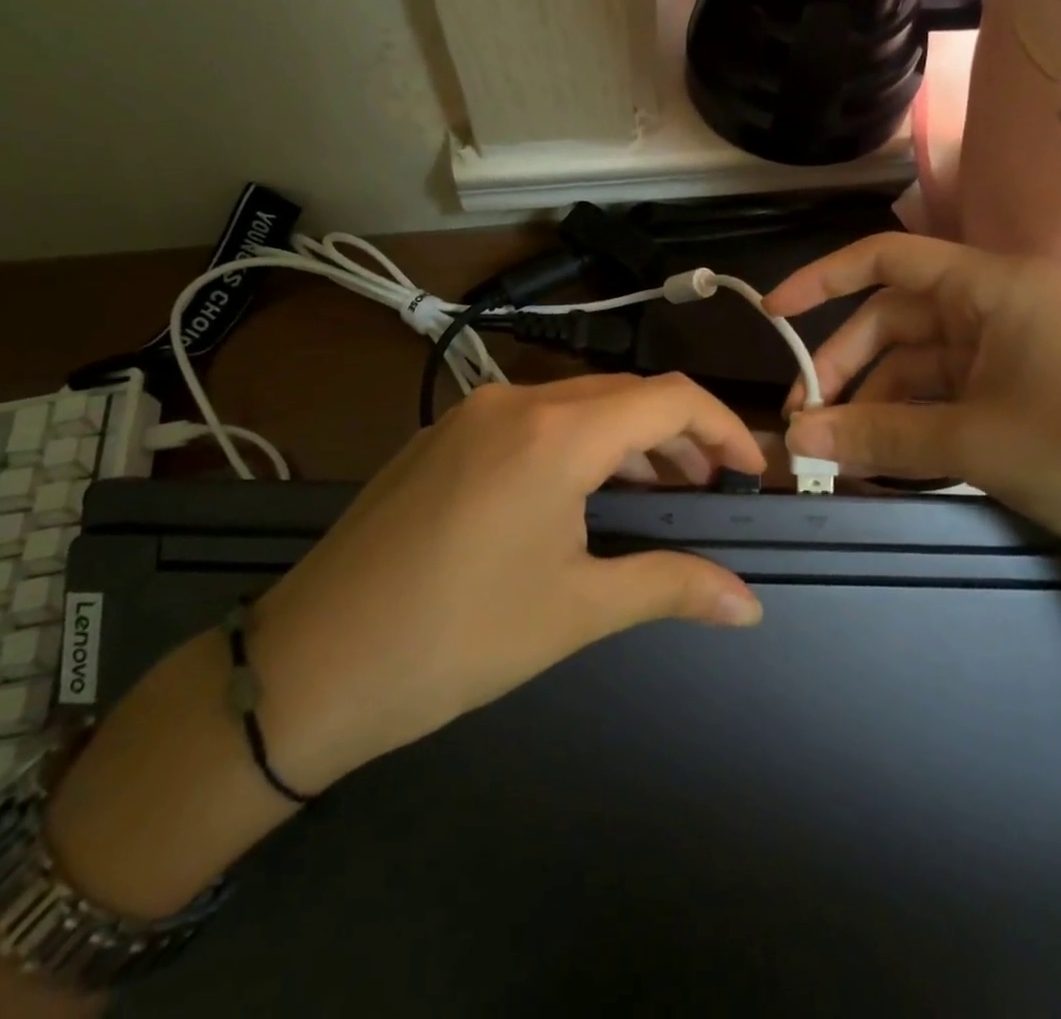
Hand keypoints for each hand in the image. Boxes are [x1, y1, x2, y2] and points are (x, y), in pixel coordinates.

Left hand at [249, 374, 766, 793]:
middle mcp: (515, 402)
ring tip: (657, 493)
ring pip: (577, 406)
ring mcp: (471, 415)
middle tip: (710, 489)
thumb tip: (747, 603)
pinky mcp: (442, 438)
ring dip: (627, 440)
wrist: (309, 665)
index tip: (751, 472)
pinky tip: (581, 495)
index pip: (670, 398)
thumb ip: (671, 587)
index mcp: (556, 433)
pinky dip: (577, 445)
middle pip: (624, 395)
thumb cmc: (456, 638)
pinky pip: (531, 422)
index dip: (724, 428)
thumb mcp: (576, 610)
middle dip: (678, 436)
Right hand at [765, 233, 1060, 566]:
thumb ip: (879, 435)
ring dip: (875, 406)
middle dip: (845, 369)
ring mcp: (1009, 355)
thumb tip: (796, 440)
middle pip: (894, 323)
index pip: (886, 261)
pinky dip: (909, 426)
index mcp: (990, 287)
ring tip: (838, 455)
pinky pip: (944, 400)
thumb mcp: (975, 442)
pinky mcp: (1019, 398)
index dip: (822, 280)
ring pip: (916, 368)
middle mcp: (995, 309)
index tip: (774, 316)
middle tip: (806, 421)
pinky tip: (881, 461)